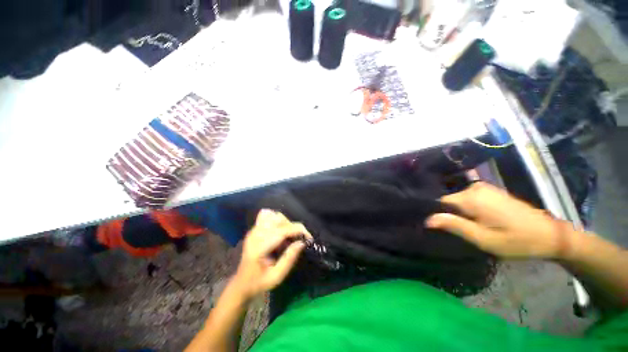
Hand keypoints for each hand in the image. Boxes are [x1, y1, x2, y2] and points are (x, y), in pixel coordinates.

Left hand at [232, 209, 311, 299]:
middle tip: (298, 240)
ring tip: (289, 235)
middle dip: (293, 227)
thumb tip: (302, 242)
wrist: (241, 283)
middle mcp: (255, 234)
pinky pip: (267, 216)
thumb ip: (289, 259)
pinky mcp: (254, 229)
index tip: (309, 237)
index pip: (282, 230)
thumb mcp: (277, 276)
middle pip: (279, 220)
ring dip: (285, 222)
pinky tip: (279, 229)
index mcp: (259, 247)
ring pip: (274, 215)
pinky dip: (276, 219)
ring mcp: (253, 230)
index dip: (298, 230)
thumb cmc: (259, 283)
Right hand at [426, 182, 574, 258]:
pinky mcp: (490, 191)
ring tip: (468, 227)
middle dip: (450, 214)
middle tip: (457, 232)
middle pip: (449, 201)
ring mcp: (483, 188)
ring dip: (459, 213)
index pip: (439, 202)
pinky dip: (468, 209)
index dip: (437, 214)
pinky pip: (468, 198)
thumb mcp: (483, 239)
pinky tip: (477, 220)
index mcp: (471, 198)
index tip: (439, 228)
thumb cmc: (516, 240)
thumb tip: (427, 219)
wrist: (549, 235)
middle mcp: (474, 188)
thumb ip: (454, 226)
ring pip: (458, 200)